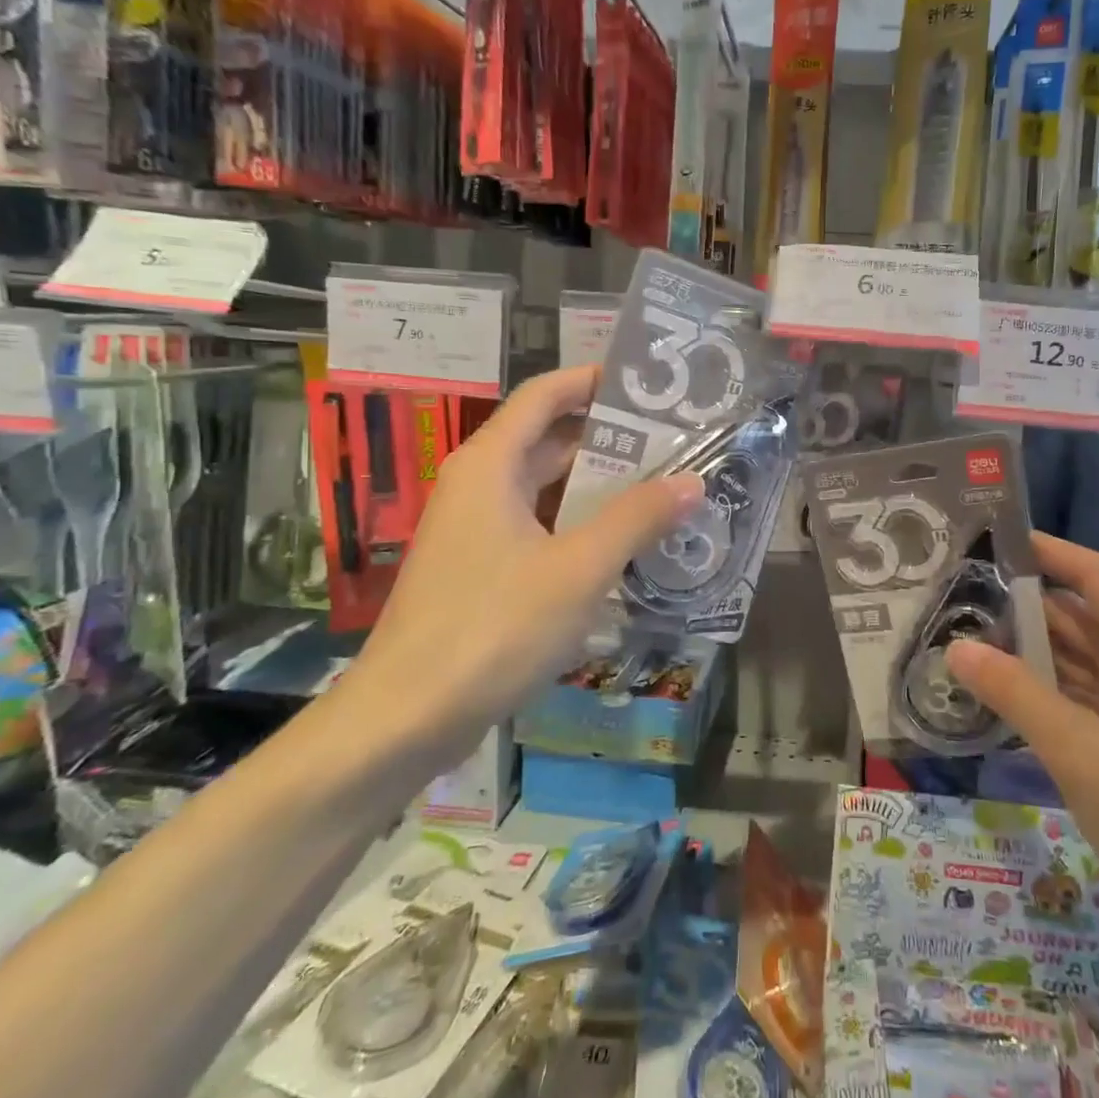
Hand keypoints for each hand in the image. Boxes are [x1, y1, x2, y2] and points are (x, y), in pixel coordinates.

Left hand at [342, 366, 704, 769]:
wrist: (406, 717)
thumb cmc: (493, 627)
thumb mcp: (579, 569)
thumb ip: (637, 519)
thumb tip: (692, 481)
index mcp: (491, 465)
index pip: (544, 396)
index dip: (592, 380)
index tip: (645, 383)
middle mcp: (478, 486)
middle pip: (547, 440)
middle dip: (608, 437)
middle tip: (672, 439)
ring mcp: (475, 530)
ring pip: (544, 488)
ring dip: (597, 485)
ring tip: (660, 485)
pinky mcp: (479, 569)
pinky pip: (537, 527)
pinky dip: (578, 525)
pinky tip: (621, 543)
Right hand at [947, 533, 1098, 960]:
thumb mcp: (1077, 750)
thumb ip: (1014, 693)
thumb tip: (957, 648)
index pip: (1093, 575)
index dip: (1047, 552)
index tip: (994, 541)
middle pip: (1082, 616)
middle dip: (1026, 608)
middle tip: (961, 603)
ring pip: (1083, 659)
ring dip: (1034, 652)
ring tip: (971, 644)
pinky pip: (1089, 695)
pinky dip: (1051, 690)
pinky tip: (1009, 695)